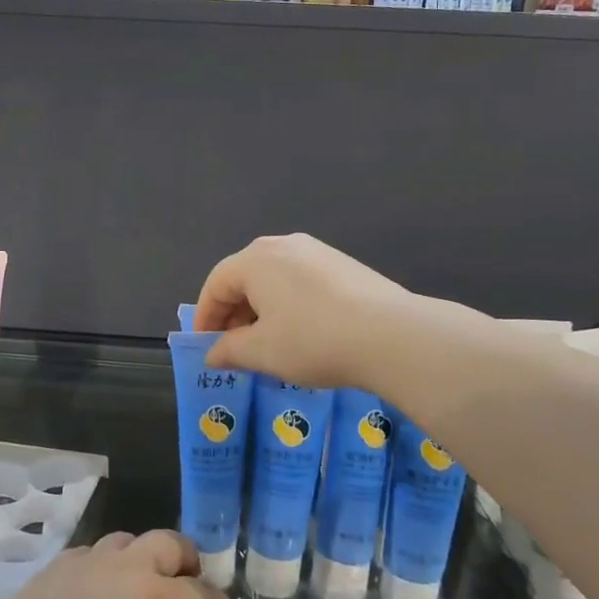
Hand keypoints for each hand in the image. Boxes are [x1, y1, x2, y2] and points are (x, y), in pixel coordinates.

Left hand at [0, 529, 255, 598]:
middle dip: (186, 559)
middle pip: (169, 543)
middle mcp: (131, 569)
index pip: (204, 593)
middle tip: (187, 581)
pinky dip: (104, 564)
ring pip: (128, 540)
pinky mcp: (57, 565)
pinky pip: (90, 551)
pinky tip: (95, 590)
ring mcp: (90, 561)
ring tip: (141, 582)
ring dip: (143, 555)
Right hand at [193, 233, 415, 388]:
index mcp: (256, 260)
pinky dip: (289, 304)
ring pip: (274, 279)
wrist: (392, 336)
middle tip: (234, 348)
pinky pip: (302, 281)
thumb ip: (229, 350)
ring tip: (268, 344)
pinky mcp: (343, 264)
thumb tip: (213, 353)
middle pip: (245, 277)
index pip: (216, 284)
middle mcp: (283, 245)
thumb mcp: (263, 352)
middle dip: (234, 313)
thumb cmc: (313, 341)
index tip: (206, 347)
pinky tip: (302, 333)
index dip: (206, 317)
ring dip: (262, 310)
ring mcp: (317, 251)